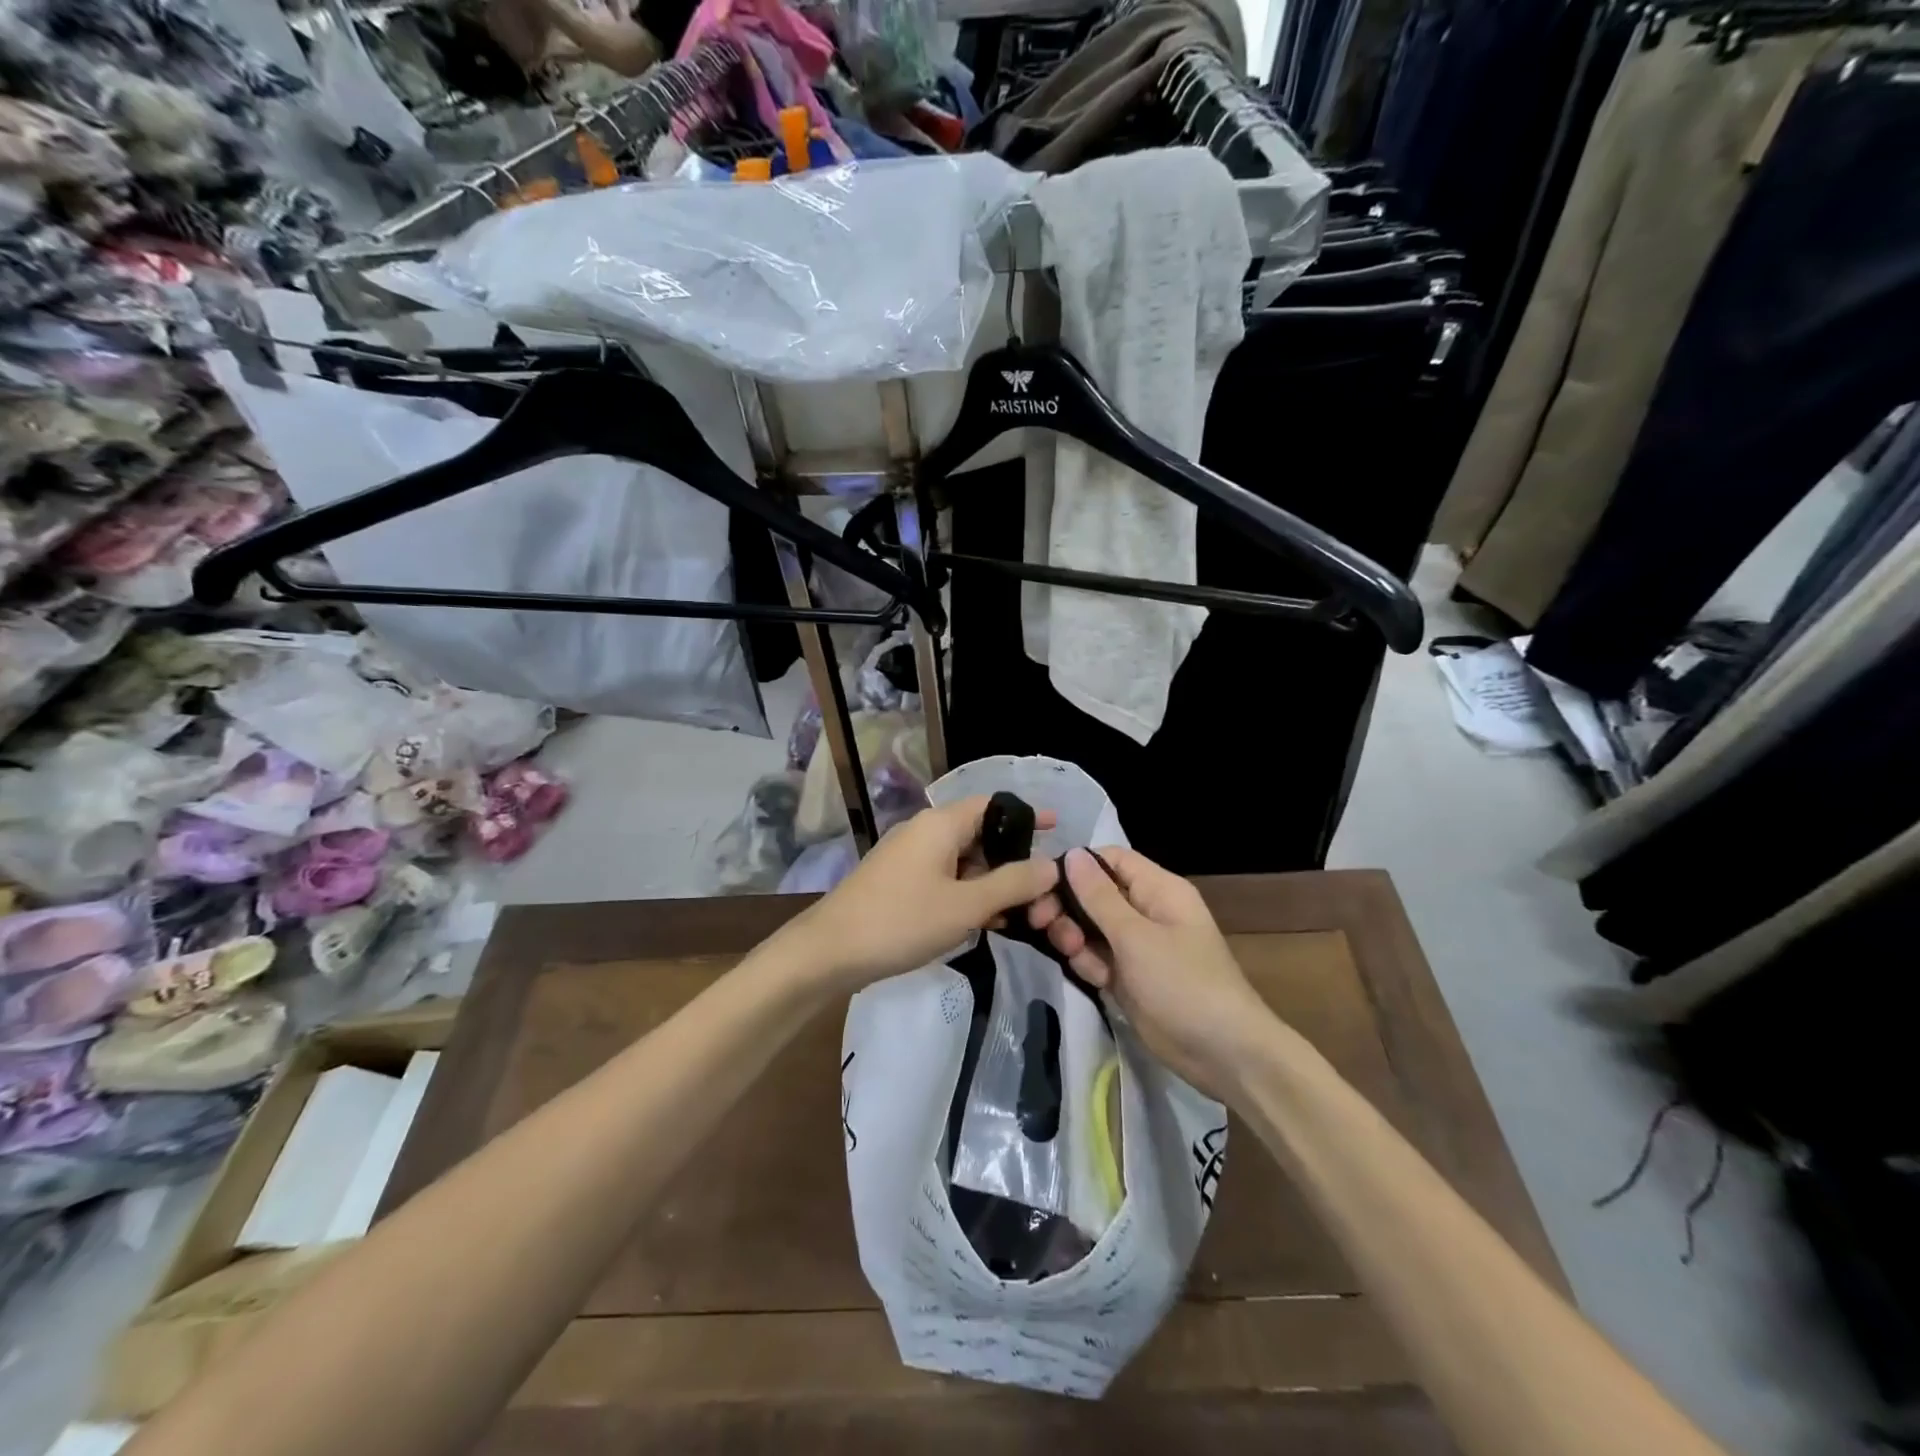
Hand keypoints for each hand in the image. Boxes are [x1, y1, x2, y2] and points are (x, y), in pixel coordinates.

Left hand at [781, 797, 1058, 991]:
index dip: (1028, 816)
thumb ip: (1013, 883)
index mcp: (941, 824)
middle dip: (1012, 862)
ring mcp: (909, 857)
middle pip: (981, 834)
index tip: (1059, 830)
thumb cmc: (902, 921)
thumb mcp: (966, 905)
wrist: (830, 951)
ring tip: (1019, 915)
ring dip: (991, 883)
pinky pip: (944, 878)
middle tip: (1041, 893)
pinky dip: (967, 893)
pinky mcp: (899, 881)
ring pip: (963, 860)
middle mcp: (925, 831)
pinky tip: (983, 922)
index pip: (994, 805)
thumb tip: (1051, 865)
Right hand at [1029, 847, 1274, 1095]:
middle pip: (1095, 894)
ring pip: (1091, 927)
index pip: (1110, 859)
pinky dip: (1089, 964)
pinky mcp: (1129, 977)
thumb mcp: (1136, 936)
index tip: (1043, 882)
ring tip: (1073, 952)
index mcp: (1158, 889)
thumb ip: (1099, 896)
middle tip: (1042, 922)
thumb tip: (1073, 853)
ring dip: (1075, 937)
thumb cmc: (1182, 983)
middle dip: (1068, 906)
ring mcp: (1137, 946)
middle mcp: (1147, 911)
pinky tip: (1094, 978)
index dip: (1078, 866)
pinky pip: (1098, 957)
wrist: (1221, 1054)